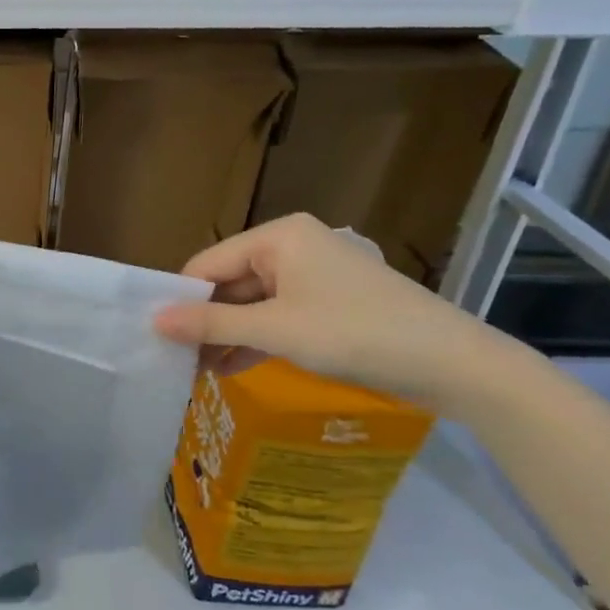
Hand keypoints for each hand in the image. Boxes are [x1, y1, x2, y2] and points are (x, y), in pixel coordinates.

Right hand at [151, 214, 499, 408]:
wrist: (455, 365)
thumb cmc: (357, 334)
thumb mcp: (276, 330)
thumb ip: (212, 323)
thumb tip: (154, 321)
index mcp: (278, 237)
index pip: (208, 264)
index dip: (181, 299)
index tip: (157, 337)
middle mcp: (292, 247)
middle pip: (229, 283)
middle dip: (204, 322)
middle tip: (174, 361)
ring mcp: (313, 276)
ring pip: (252, 304)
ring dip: (226, 335)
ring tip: (196, 372)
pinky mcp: (328, 304)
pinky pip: (277, 317)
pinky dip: (255, 340)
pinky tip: (230, 369)